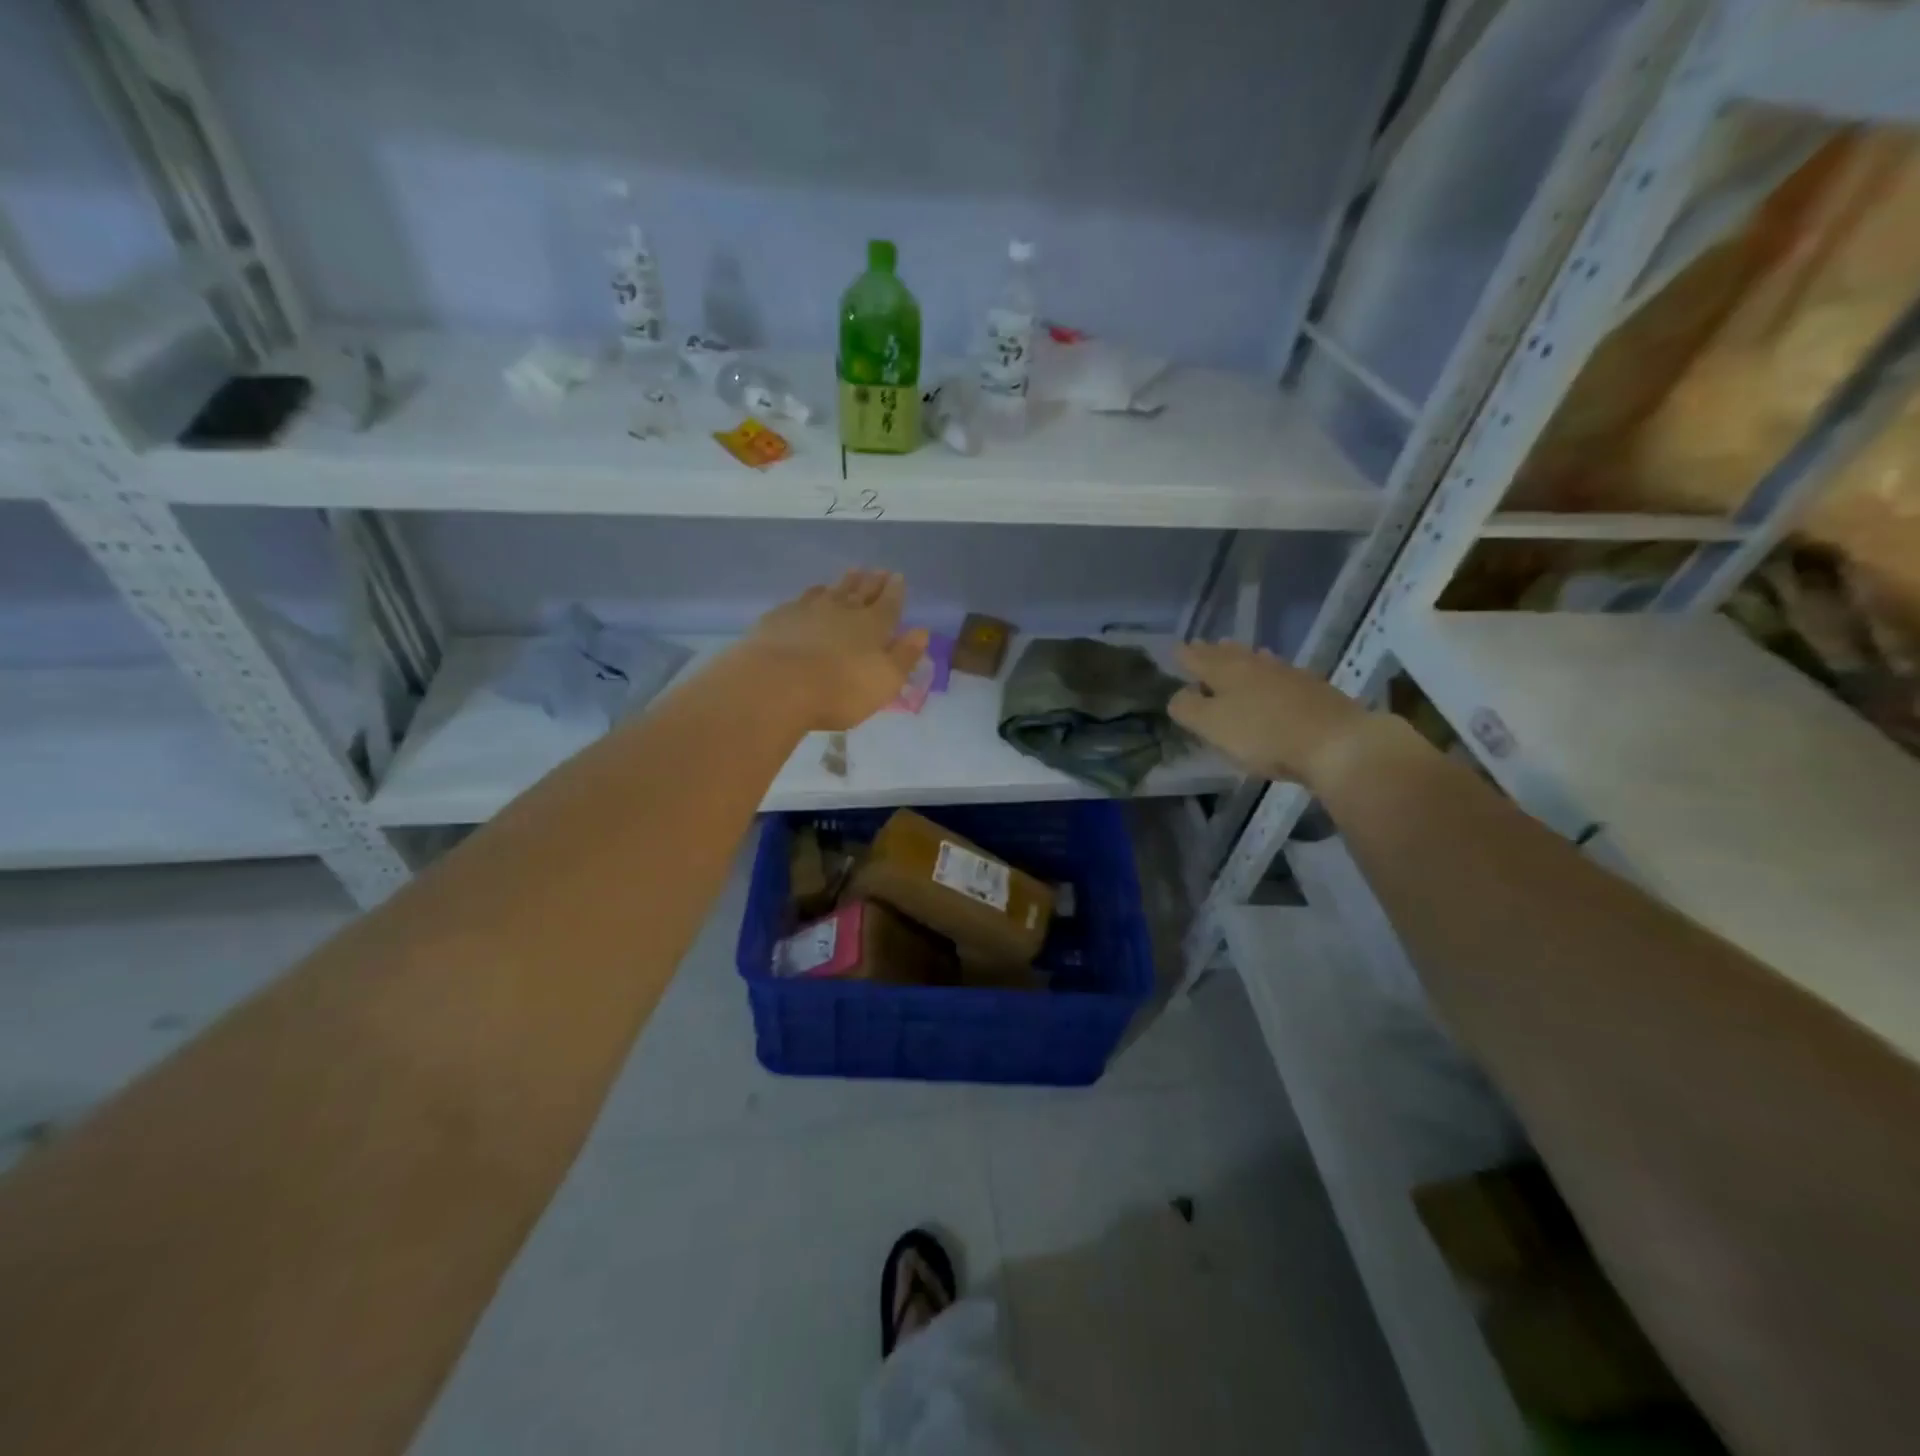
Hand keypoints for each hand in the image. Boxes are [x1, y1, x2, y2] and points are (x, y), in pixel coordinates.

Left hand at [742, 570, 928, 731]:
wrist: (776, 685)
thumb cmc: (840, 690)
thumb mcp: (885, 681)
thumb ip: (904, 656)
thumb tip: (921, 632)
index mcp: (873, 625)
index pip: (889, 603)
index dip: (895, 591)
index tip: (898, 577)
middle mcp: (843, 610)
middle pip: (860, 591)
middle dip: (871, 581)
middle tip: (877, 570)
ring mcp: (808, 610)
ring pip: (831, 590)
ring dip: (843, 582)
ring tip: (850, 574)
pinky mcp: (780, 617)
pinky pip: (801, 599)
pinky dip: (812, 595)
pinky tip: (810, 597)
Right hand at [1168, 641, 1371, 786]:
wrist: (1338, 743)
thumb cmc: (1265, 735)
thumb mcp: (1213, 726)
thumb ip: (1188, 709)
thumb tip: (1178, 695)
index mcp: (1227, 671)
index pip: (1198, 658)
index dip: (1184, 655)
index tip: (1174, 649)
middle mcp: (1256, 665)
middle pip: (1229, 654)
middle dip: (1212, 652)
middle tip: (1201, 646)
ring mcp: (1288, 675)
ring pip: (1257, 660)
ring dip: (1241, 658)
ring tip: (1233, 654)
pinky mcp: (1313, 690)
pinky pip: (1279, 674)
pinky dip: (1267, 672)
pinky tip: (1273, 678)